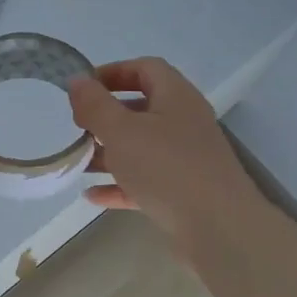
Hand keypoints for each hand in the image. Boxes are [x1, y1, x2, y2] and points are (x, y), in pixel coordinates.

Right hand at [69, 58, 265, 252]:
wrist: (218, 228)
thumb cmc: (166, 168)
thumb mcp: (121, 131)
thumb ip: (95, 105)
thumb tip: (77, 81)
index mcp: (176, 97)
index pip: (145, 68)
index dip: (113, 72)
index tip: (83, 88)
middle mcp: (184, 122)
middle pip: (142, 108)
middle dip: (106, 116)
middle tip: (77, 126)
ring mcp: (186, 159)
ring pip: (142, 147)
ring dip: (109, 152)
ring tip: (77, 161)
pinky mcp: (183, 192)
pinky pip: (146, 181)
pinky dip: (120, 184)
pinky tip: (92, 195)